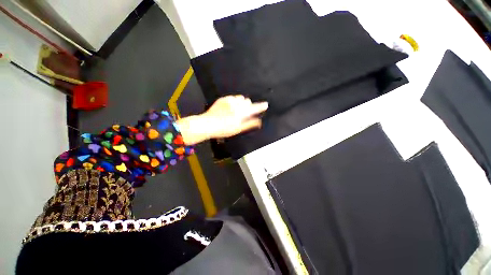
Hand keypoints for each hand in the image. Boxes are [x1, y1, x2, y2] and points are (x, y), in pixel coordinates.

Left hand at [176, 95, 267, 144]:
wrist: (207, 124)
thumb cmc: (223, 129)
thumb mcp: (238, 129)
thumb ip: (249, 124)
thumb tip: (259, 121)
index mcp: (241, 113)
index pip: (254, 108)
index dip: (261, 106)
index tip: (265, 104)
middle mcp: (236, 105)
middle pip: (247, 101)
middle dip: (248, 106)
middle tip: (244, 113)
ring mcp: (229, 100)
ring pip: (240, 98)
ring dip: (241, 103)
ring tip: (236, 110)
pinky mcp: (223, 99)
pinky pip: (233, 97)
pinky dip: (234, 101)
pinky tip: (229, 108)